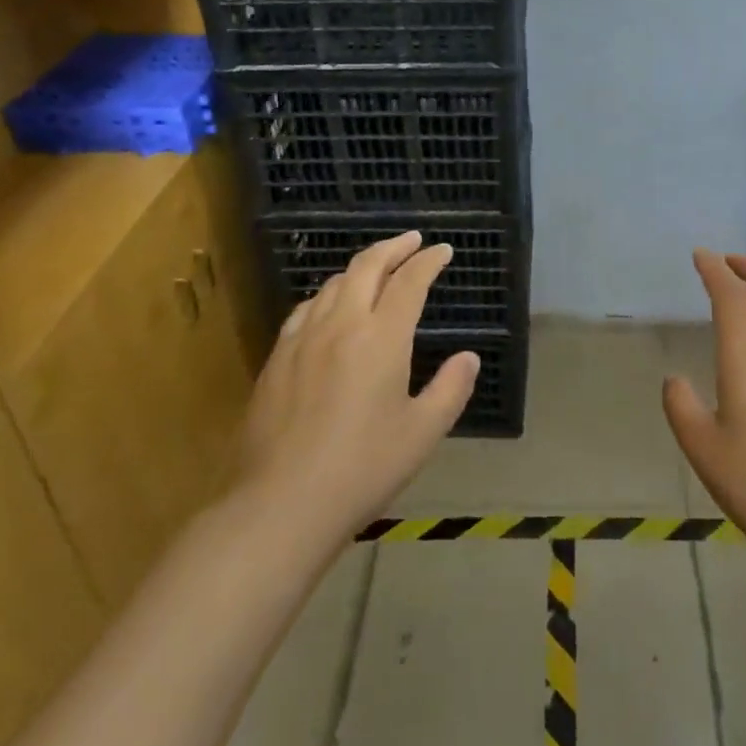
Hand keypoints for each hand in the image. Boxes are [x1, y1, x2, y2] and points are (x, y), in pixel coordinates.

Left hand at [233, 231, 477, 533]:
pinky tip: (330, 307)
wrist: (281, 504)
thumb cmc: (362, 469)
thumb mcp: (422, 433)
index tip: (443, 251)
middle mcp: (341, 324)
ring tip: (377, 270)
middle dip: (393, 247)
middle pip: (367, 266)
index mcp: (381, 337)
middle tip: (412, 241)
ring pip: (334, 283)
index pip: (409, 281)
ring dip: (361, 267)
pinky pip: (307, 308)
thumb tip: (468, 357)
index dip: (429, 261)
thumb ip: (451, 389)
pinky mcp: (277, 358)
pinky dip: (329, 294)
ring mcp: (303, 338)